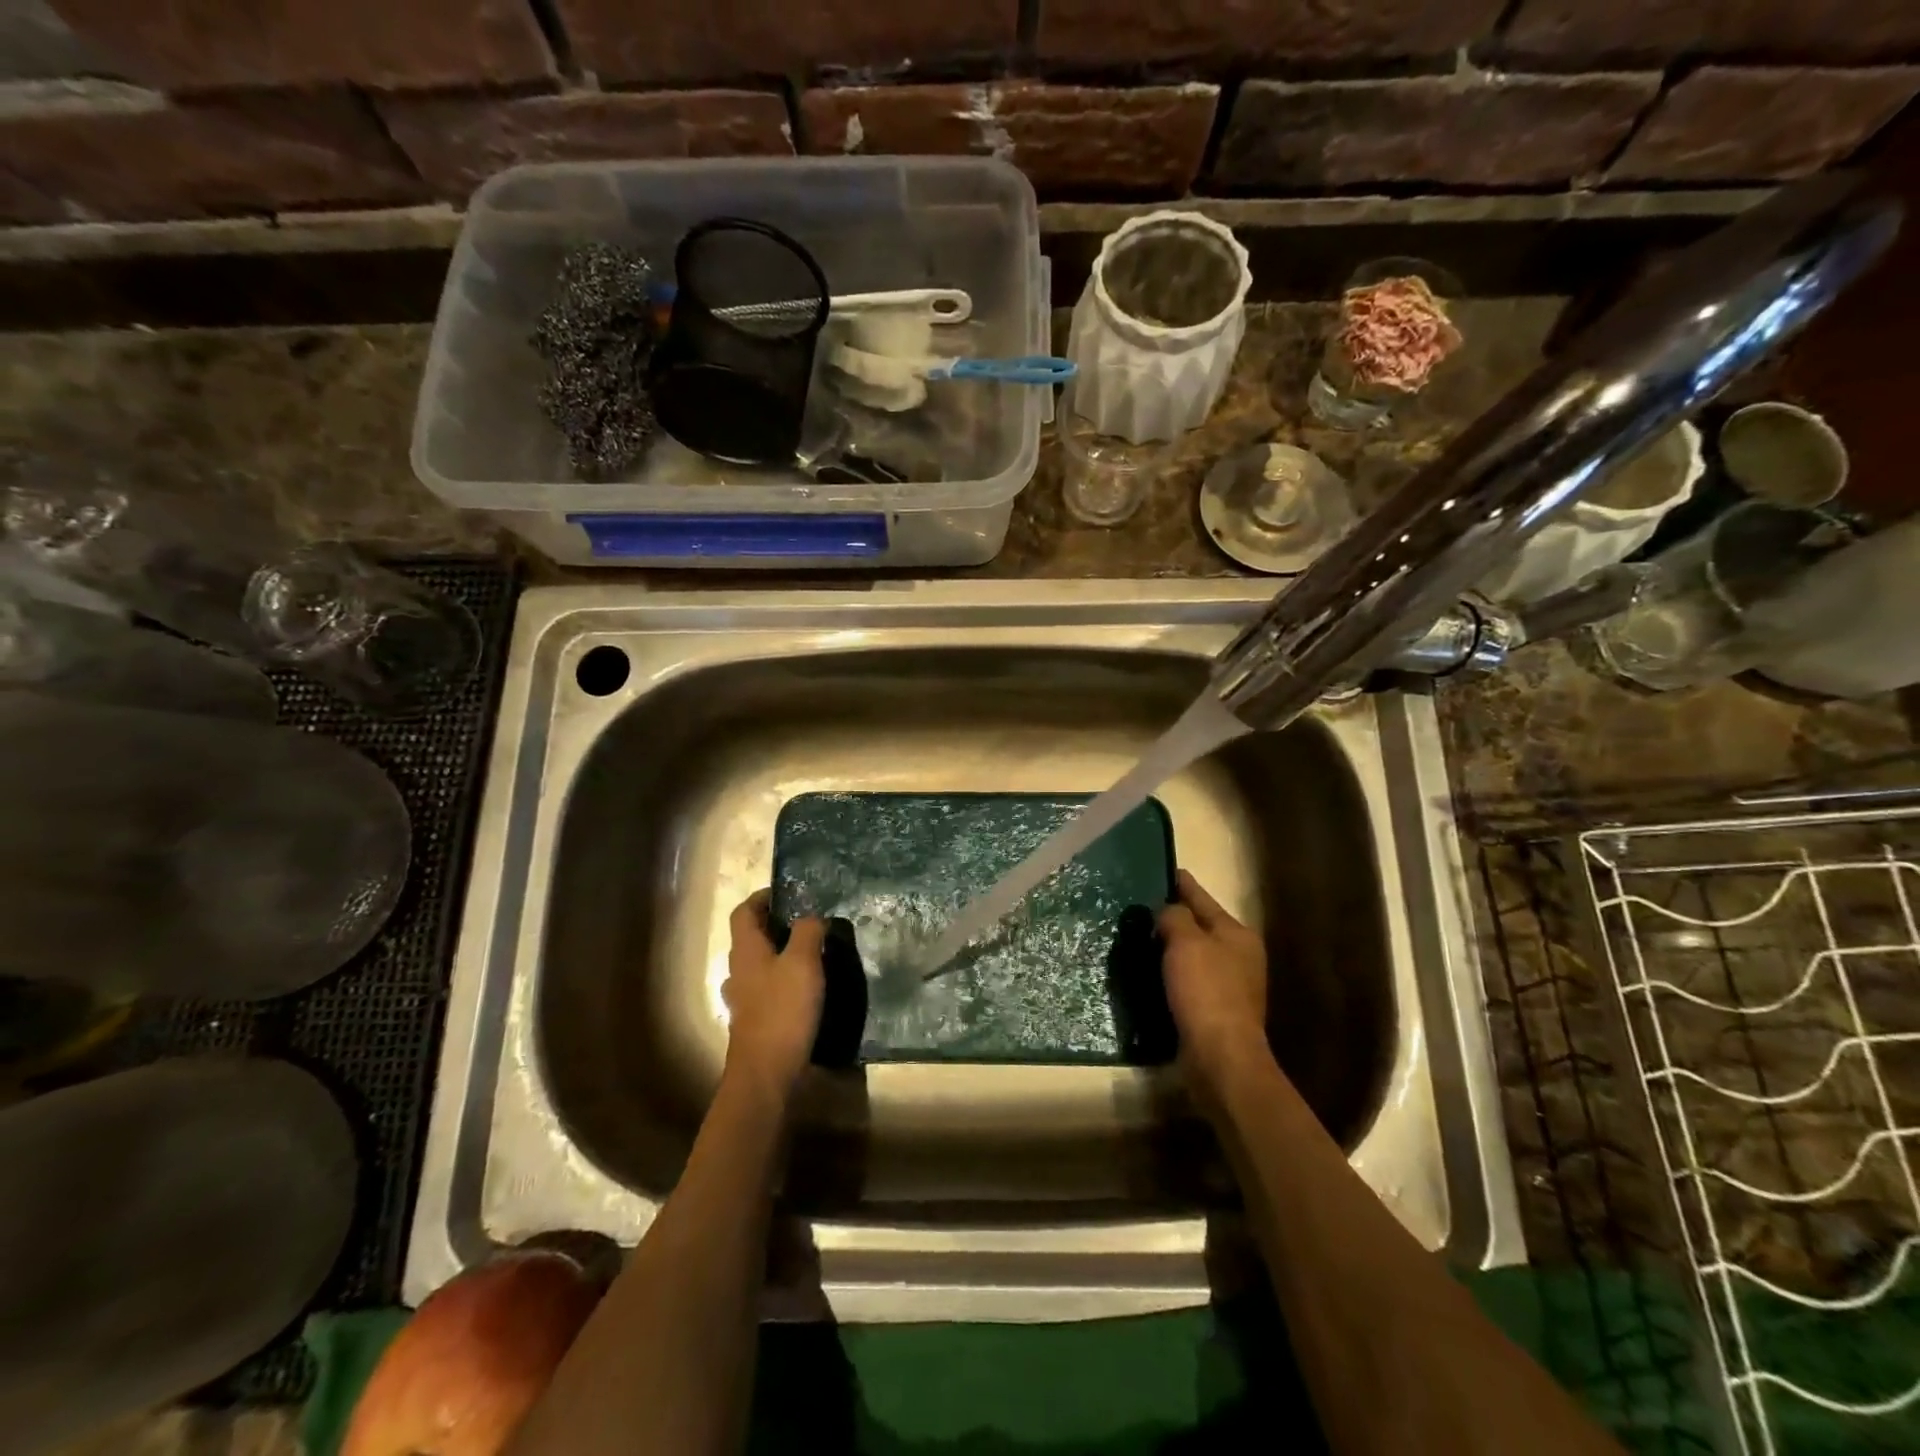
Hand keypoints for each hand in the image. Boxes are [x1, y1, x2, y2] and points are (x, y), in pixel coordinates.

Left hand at [722, 891, 825, 1099]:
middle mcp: (738, 971)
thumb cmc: (783, 1011)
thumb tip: (810, 916)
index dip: (762, 897)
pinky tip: (804, 990)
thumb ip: (807, 932)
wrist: (766, 1074)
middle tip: (807, 922)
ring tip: (810, 954)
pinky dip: (782, 982)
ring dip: (779, 955)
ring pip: (758, 965)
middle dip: (775, 926)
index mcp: (746, 951)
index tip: (787, 892)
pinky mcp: (753, 1022)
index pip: (744, 912)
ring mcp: (743, 999)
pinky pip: (766, 990)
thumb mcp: (803, 963)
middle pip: (751, 938)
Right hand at [1158, 870, 1271, 1096]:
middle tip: (1140, 906)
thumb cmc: (1206, 991)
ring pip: (1193, 953)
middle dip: (1173, 916)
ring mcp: (1230, 984)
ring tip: (1139, 937)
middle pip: (1200, 926)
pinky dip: (1171, 972)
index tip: (1162, 869)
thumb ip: (1175, 917)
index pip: (1202, 898)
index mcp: (1237, 934)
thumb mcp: (1186, 942)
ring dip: (1170, 946)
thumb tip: (1167, 912)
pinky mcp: (1215, 1009)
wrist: (1220, 1056)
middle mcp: (1239, 955)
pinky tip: (1149, 971)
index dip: (1181, 883)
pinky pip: (1188, 979)